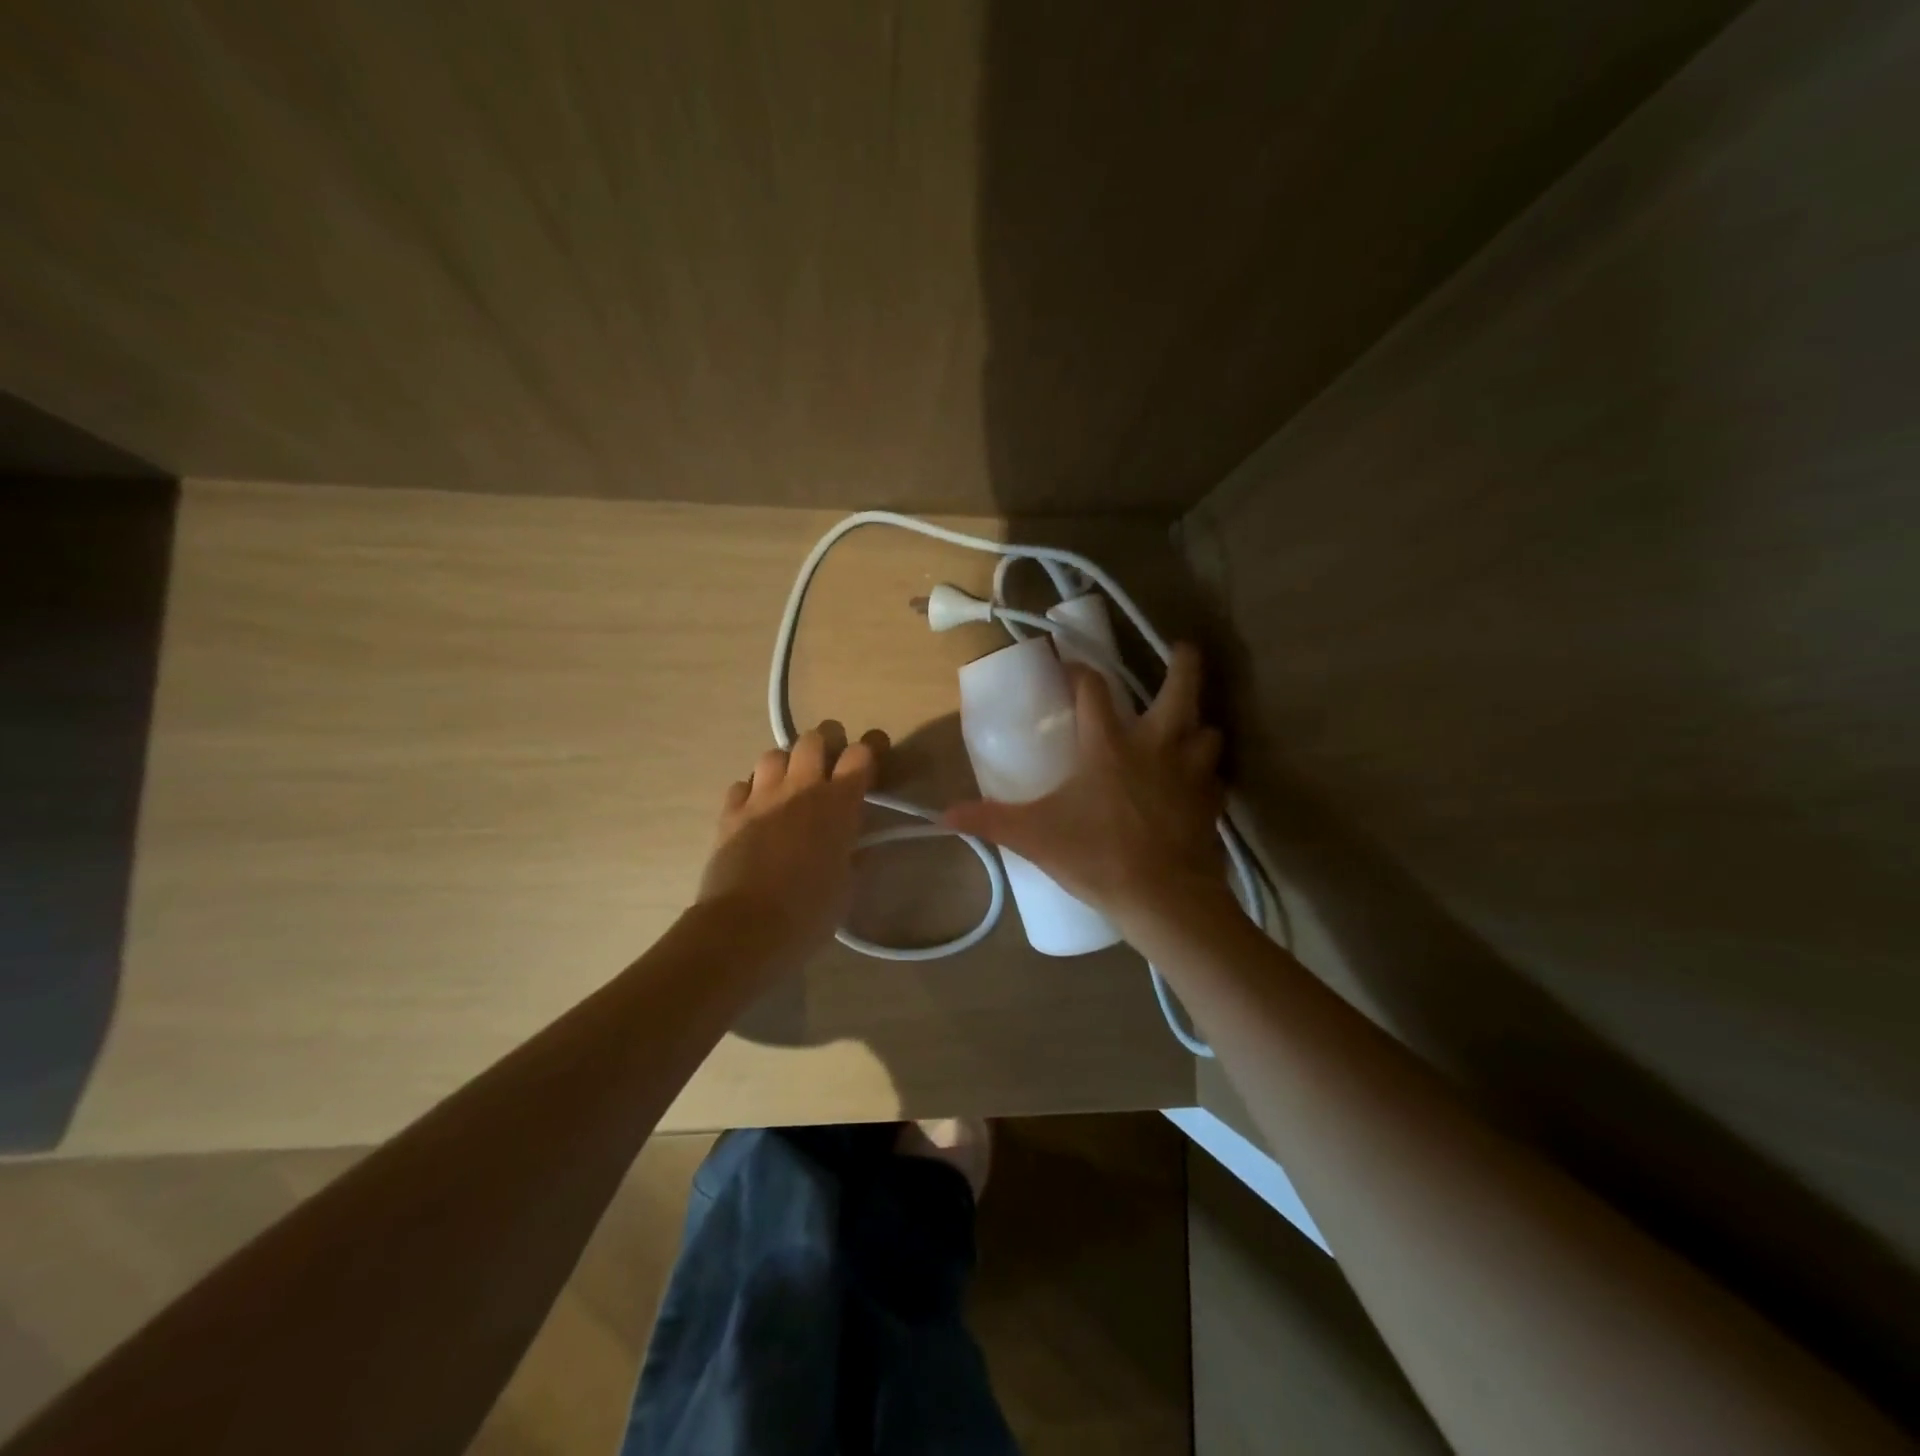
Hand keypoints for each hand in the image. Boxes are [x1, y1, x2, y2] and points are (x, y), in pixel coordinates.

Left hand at [697, 720, 886, 966]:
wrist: (746, 927)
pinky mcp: (730, 812)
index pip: (860, 754)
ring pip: (774, 754)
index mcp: (838, 803)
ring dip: (786, 764)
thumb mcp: (846, 884)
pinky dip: (753, 791)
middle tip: (831, 762)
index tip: (874, 756)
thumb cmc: (809, 912)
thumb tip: (855, 844)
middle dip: (827, 742)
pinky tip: (757, 809)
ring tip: (790, 784)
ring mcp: (761, 796)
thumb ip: (853, 853)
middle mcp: (800, 788)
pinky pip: (742, 784)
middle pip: (814, 738)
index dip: (871, 749)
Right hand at [944, 644, 1226, 930]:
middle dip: (1184, 663)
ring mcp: (1191, 772)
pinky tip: (1195, 785)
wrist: (1164, 898)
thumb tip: (943, 816)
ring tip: (1186, 731)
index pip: (1093, 689)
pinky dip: (1206, 774)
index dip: (1079, 671)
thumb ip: (990, 821)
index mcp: (1109, 745)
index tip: (1069, 666)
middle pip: (1180, 687)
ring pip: (1208, 730)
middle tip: (1183, 649)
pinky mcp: (1212, 801)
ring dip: (1197, 725)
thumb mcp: (1035, 837)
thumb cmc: (1098, 856)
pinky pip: (1215, 776)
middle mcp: (1156, 745)